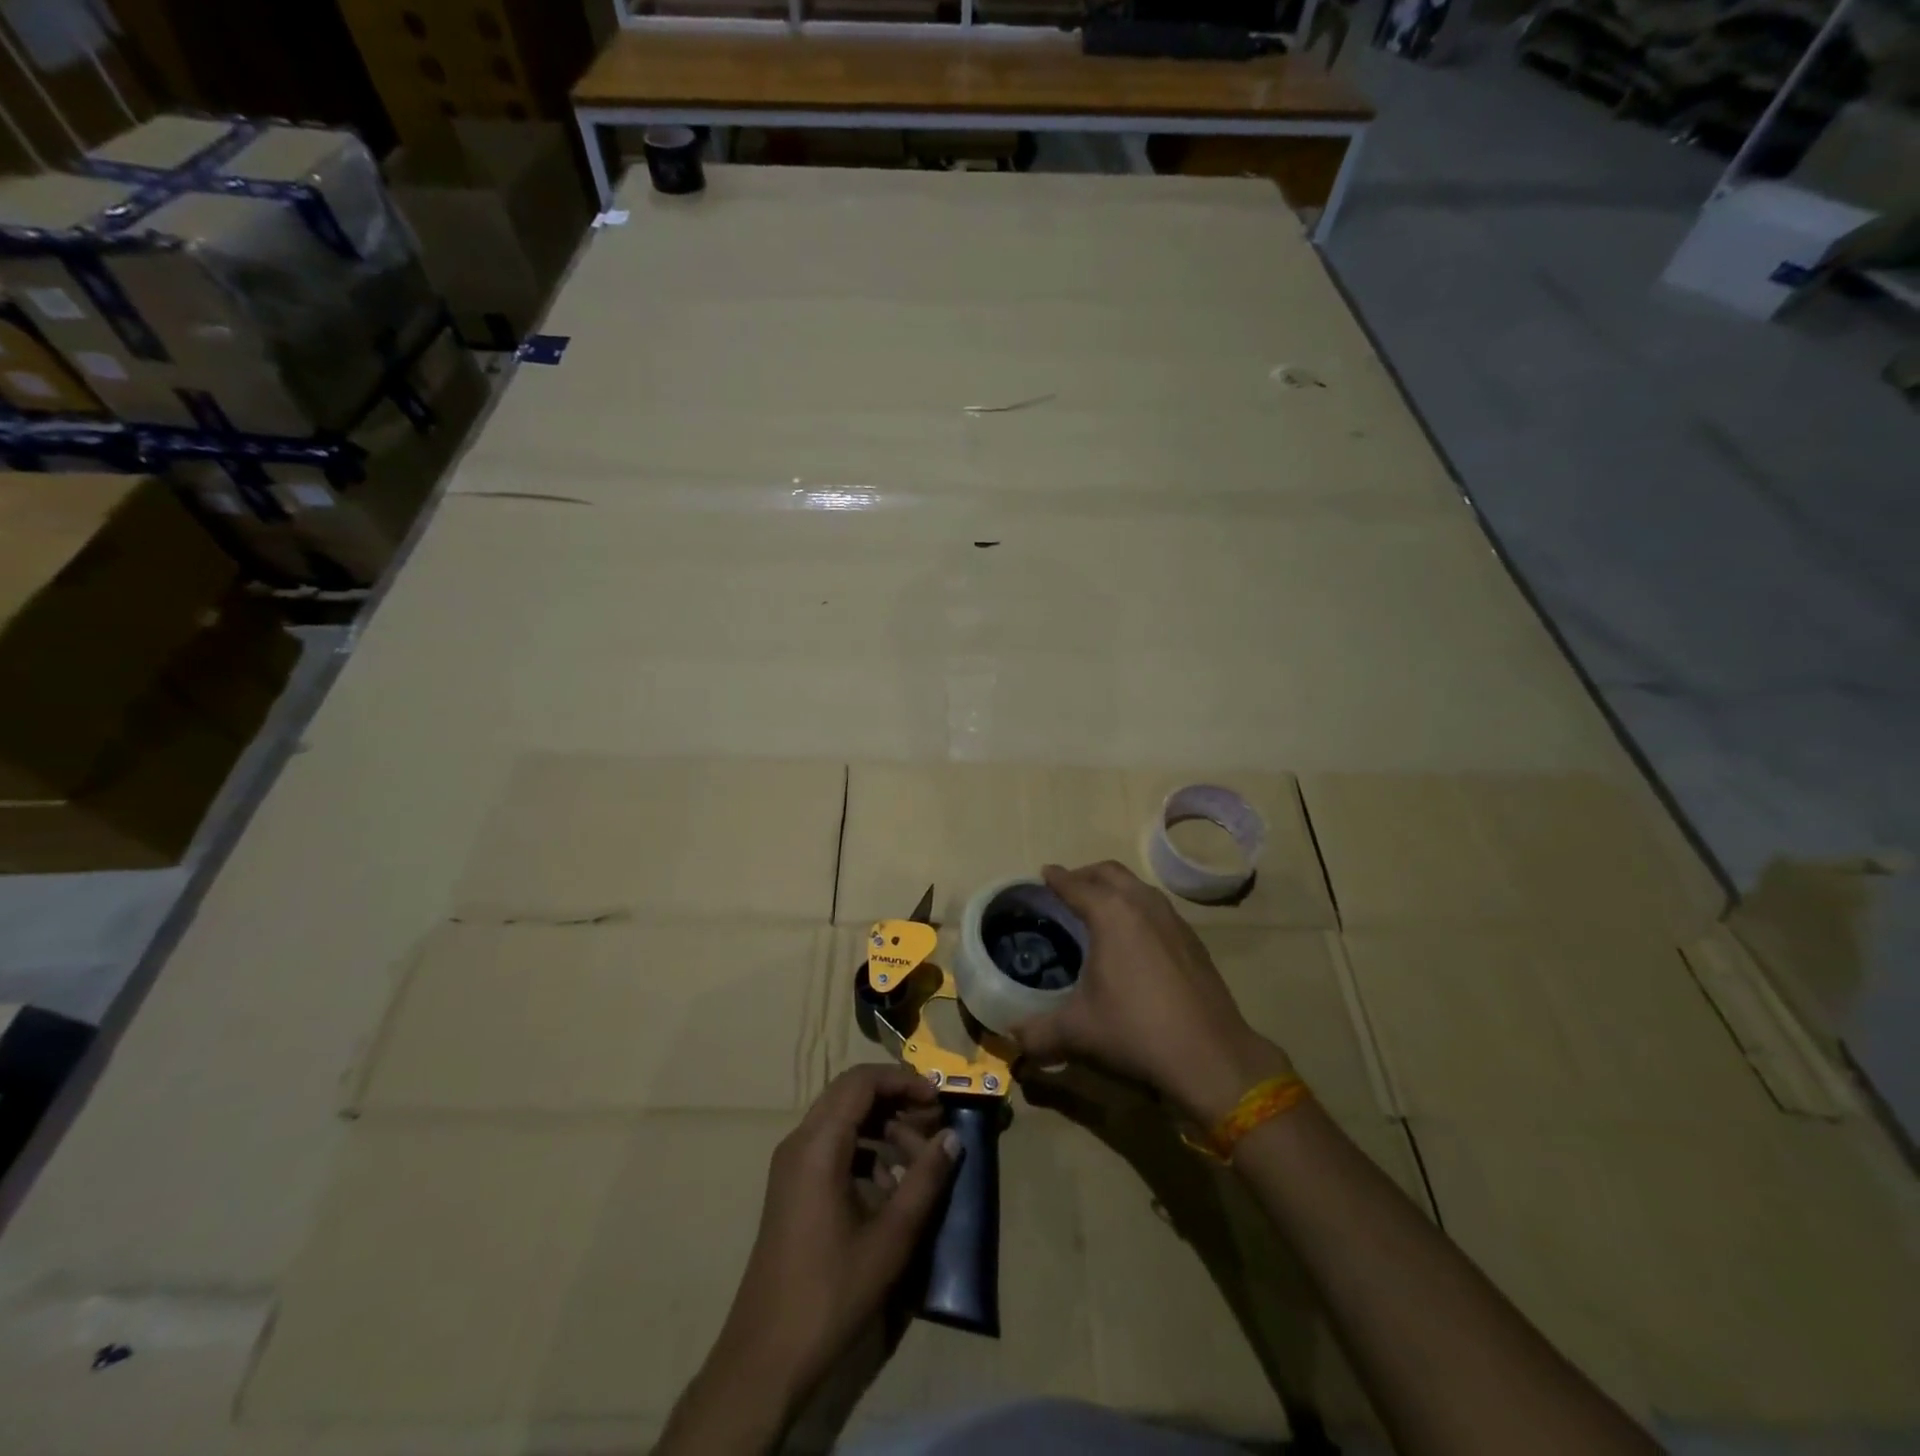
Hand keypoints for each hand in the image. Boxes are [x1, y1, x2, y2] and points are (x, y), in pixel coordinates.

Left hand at [701, 1066, 960, 1419]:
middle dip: (896, 1101)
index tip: (938, 1101)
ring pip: (844, 1121)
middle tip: (934, 1124)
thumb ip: (925, 1180)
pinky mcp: (793, 1188)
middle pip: (852, 1095)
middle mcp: (800, 1142)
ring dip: (884, 1129)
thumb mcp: (890, 1238)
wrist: (765, 1358)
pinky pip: (833, 1147)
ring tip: (920, 1161)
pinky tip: (892, 1188)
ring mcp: (792, 1165)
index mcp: (818, 1144)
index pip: (861, 1081)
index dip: (903, 1081)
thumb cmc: (830, 1293)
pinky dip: (866, 1152)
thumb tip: (952, 1137)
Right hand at [1010, 861, 1293, 1123]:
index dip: (1056, 878)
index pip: (1075, 885)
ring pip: (1138, 887)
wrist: (1212, 1057)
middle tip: (1068, 887)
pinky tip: (1135, 938)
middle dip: (1086, 874)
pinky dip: (1138, 907)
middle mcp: (1143, 905)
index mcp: (1110, 914)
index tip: (1044, 873)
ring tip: (1099, 907)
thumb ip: (1037, 1033)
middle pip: (1110, 873)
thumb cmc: (1135, 1032)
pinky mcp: (1193, 941)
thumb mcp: (1077, 1032)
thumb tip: (1011, 1039)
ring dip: (1115, 888)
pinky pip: (1157, 908)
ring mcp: (1173, 920)